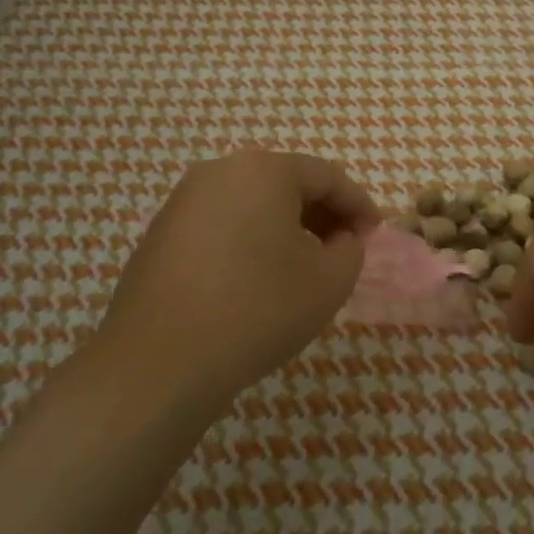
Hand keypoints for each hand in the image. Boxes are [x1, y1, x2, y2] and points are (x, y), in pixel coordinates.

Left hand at [97, 150, 378, 407]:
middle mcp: (220, 172)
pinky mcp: (161, 233)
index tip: (374, 236)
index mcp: (264, 170)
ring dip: (287, 228)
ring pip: (253, 203)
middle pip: (287, 183)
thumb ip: (350, 250)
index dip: (359, 205)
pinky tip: (257, 280)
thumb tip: (341, 240)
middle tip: (344, 250)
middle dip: (323, 214)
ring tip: (304, 268)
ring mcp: (183, 201)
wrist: (159, 363)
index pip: (327, 176)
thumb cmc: (257, 310)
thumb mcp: (329, 282)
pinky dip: (250, 241)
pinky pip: (222, 224)